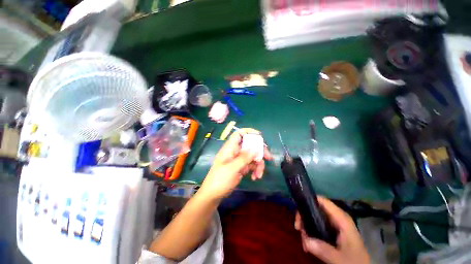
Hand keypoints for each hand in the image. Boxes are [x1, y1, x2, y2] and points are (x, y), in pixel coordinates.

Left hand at [199, 128, 271, 199]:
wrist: (213, 194)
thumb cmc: (220, 179)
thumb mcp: (232, 168)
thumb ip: (244, 157)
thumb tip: (256, 148)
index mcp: (230, 148)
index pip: (239, 134)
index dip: (249, 132)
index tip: (260, 136)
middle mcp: (235, 152)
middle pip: (250, 145)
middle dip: (260, 151)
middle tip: (269, 157)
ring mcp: (239, 160)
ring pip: (253, 156)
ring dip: (258, 165)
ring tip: (259, 175)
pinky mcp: (241, 167)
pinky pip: (251, 165)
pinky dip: (255, 170)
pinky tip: (255, 177)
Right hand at [294, 196, 369, 263]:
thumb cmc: (354, 261)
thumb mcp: (340, 258)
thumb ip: (324, 249)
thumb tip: (306, 240)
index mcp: (341, 218)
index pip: (322, 201)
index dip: (308, 200)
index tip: (298, 211)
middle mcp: (336, 217)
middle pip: (315, 208)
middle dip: (304, 218)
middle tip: (298, 230)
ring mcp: (333, 224)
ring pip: (314, 218)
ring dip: (306, 227)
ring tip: (304, 242)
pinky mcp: (331, 231)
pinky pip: (316, 226)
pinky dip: (310, 233)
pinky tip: (308, 244)